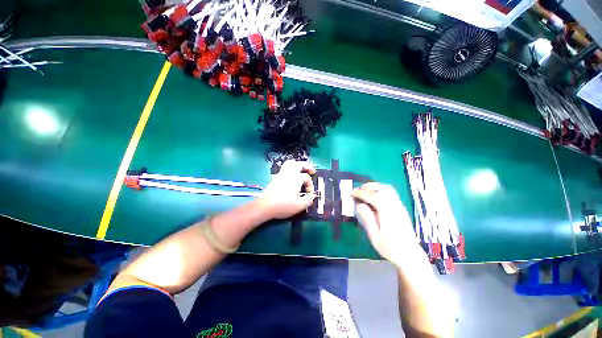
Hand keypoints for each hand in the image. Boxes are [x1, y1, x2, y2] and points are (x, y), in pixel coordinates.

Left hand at [258, 160, 316, 219]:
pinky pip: (285, 167)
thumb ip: (309, 199)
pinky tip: (293, 175)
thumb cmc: (283, 206)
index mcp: (296, 179)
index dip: (310, 184)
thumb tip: (313, 195)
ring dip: (298, 164)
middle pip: (299, 164)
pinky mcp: (276, 177)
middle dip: (307, 166)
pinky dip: (291, 167)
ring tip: (302, 170)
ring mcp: (281, 174)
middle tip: (312, 171)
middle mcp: (289, 174)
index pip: (306, 177)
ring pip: (290, 163)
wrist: (265, 206)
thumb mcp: (299, 206)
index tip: (309, 193)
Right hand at [352, 183, 418, 262]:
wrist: (410, 256)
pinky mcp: (401, 209)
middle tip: (358, 191)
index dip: (360, 193)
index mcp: (388, 214)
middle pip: (383, 188)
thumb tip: (359, 205)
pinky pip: (391, 193)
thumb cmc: (391, 249)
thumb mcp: (375, 237)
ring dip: (375, 187)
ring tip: (365, 192)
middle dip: (368, 186)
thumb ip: (367, 219)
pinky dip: (380, 191)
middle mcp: (395, 207)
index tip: (350, 193)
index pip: (372, 196)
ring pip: (388, 189)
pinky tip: (374, 198)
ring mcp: (400, 207)